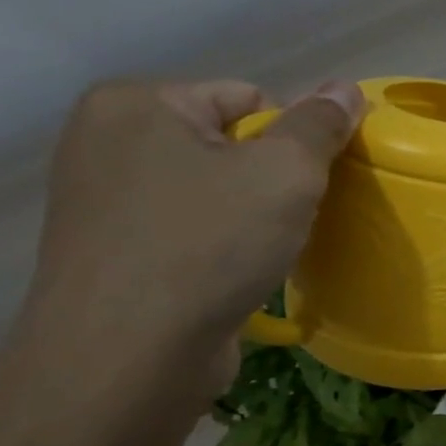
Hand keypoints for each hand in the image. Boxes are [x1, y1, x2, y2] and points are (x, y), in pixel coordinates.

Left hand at [22, 79, 364, 391]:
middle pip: (230, 143)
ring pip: (212, 189)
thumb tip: (345, 87)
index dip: (293, 139)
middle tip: (291, 219)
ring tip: (266, 250)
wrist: (127, 357)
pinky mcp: (109, 251)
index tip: (308, 186)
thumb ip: (320, 124)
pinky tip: (236, 272)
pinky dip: (221, 244)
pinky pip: (188, 227)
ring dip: (251, 214)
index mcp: (137, 104)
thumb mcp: (286, 173)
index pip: (250, 97)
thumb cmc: (209, 245)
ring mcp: (100, 199)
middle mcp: (106, 141)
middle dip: (271, 178)